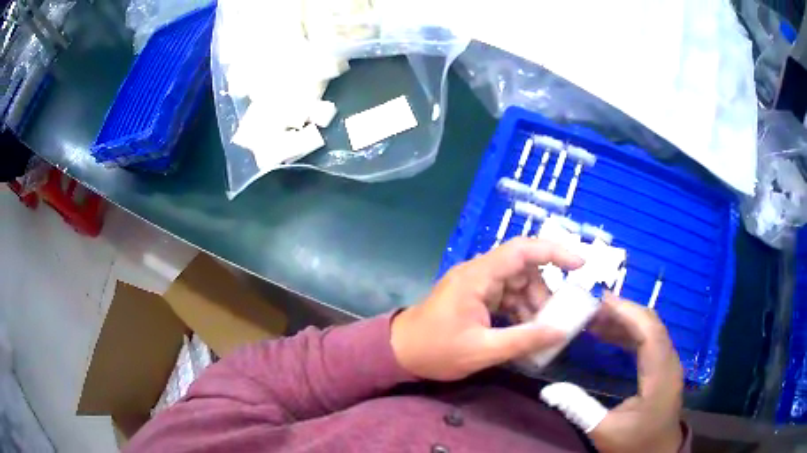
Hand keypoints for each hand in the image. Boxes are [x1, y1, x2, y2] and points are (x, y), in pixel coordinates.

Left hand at [390, 238, 583, 380]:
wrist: (398, 353)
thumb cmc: (435, 351)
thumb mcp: (482, 351)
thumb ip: (524, 340)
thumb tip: (561, 331)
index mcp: (478, 277)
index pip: (522, 251)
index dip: (554, 251)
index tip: (580, 264)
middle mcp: (478, 273)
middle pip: (523, 269)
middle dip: (543, 292)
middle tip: (555, 318)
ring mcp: (476, 285)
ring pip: (517, 284)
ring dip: (532, 304)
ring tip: (540, 330)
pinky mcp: (475, 297)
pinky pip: (506, 296)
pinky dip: (520, 311)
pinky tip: (525, 330)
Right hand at [586, 294, 683, 452]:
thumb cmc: (634, 444)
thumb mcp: (602, 431)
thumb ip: (578, 408)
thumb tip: (548, 389)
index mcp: (660, 375)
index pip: (649, 332)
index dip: (626, 312)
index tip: (599, 301)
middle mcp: (669, 362)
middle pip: (651, 323)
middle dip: (623, 310)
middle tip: (591, 306)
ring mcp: (668, 363)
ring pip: (651, 329)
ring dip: (625, 320)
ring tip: (595, 318)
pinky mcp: (663, 366)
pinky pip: (649, 340)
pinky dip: (629, 332)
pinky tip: (609, 335)